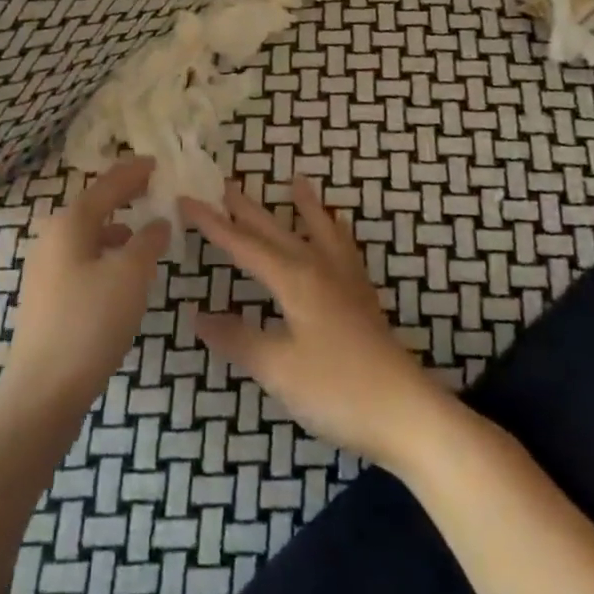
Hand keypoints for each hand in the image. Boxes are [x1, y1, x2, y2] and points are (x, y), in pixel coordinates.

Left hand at [4, 156, 170, 410]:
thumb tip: (158, 221)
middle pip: (92, 207)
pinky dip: (105, 255)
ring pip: (86, 236)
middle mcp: (52, 239)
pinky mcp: (47, 299)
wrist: (43, 391)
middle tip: (150, 188)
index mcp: (69, 224)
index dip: (132, 173)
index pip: (106, 187)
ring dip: (114, 228)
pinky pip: (82, 260)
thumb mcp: (130, 276)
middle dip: (121, 197)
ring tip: (140, 231)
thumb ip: (148, 242)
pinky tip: (120, 273)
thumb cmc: (89, 323)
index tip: (155, 162)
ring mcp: (45, 270)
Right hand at [182, 179, 446, 470]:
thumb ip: (238, 339)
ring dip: (302, 206)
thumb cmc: (338, 390)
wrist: (407, 413)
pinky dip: (335, 231)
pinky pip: (344, 248)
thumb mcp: (278, 369)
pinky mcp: (362, 298)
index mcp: (294, 279)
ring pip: (317, 230)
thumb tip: (198, 315)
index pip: (243, 245)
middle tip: (225, 183)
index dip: (213, 224)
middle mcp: (318, 268)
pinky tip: (338, 231)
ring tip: (296, 181)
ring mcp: (345, 281)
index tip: (186, 200)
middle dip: (248, 208)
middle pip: (276, 230)